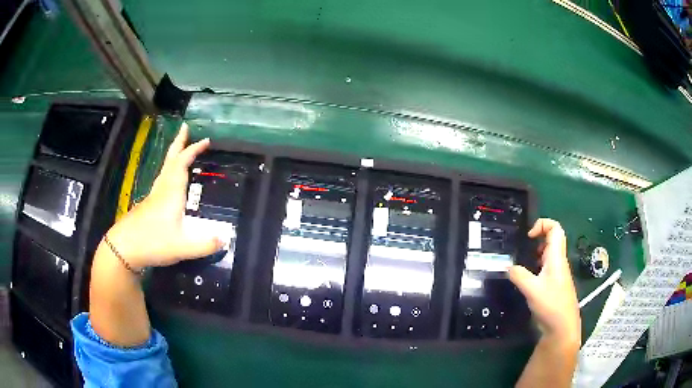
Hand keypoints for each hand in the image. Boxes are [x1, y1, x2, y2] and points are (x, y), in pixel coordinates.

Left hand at [106, 123, 222, 269]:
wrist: (123, 249)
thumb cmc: (153, 243)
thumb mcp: (183, 248)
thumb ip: (206, 245)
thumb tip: (226, 239)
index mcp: (171, 193)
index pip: (182, 164)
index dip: (193, 150)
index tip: (205, 140)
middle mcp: (162, 190)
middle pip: (170, 160)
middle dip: (179, 142)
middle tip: (185, 127)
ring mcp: (152, 197)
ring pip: (164, 169)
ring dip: (173, 156)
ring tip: (180, 149)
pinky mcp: (147, 206)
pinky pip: (161, 181)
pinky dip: (169, 172)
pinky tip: (170, 183)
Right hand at [509, 219, 580, 345]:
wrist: (562, 327)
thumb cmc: (551, 305)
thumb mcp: (531, 290)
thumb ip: (518, 276)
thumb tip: (507, 267)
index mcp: (556, 257)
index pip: (555, 228)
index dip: (542, 224)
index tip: (528, 236)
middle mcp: (558, 261)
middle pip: (552, 239)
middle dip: (537, 239)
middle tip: (523, 249)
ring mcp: (557, 273)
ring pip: (548, 254)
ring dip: (535, 254)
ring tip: (522, 264)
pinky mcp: (554, 284)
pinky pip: (545, 268)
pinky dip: (535, 268)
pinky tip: (526, 280)